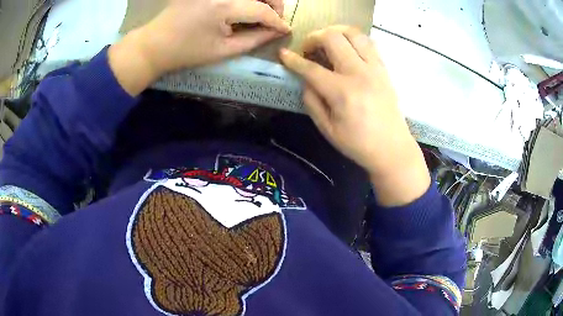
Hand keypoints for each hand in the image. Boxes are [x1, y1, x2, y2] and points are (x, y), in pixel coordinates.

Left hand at [109, 0, 289, 94]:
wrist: (154, 44)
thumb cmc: (187, 52)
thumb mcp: (223, 51)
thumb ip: (254, 39)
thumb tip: (277, 32)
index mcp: (224, 6)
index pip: (262, 9)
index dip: (277, 21)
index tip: (285, 30)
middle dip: (274, 4)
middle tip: (275, 19)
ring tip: (262, 13)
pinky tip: (244, 7)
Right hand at [279, 26, 429, 205]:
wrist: (392, 149)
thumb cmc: (358, 144)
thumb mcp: (327, 129)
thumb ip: (312, 101)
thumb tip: (306, 80)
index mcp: (341, 92)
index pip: (311, 68)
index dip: (293, 60)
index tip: (283, 54)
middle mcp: (359, 73)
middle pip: (332, 38)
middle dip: (314, 38)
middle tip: (309, 49)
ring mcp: (374, 68)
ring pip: (353, 33)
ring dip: (335, 32)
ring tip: (328, 43)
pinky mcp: (384, 69)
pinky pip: (368, 42)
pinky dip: (353, 40)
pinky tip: (348, 49)